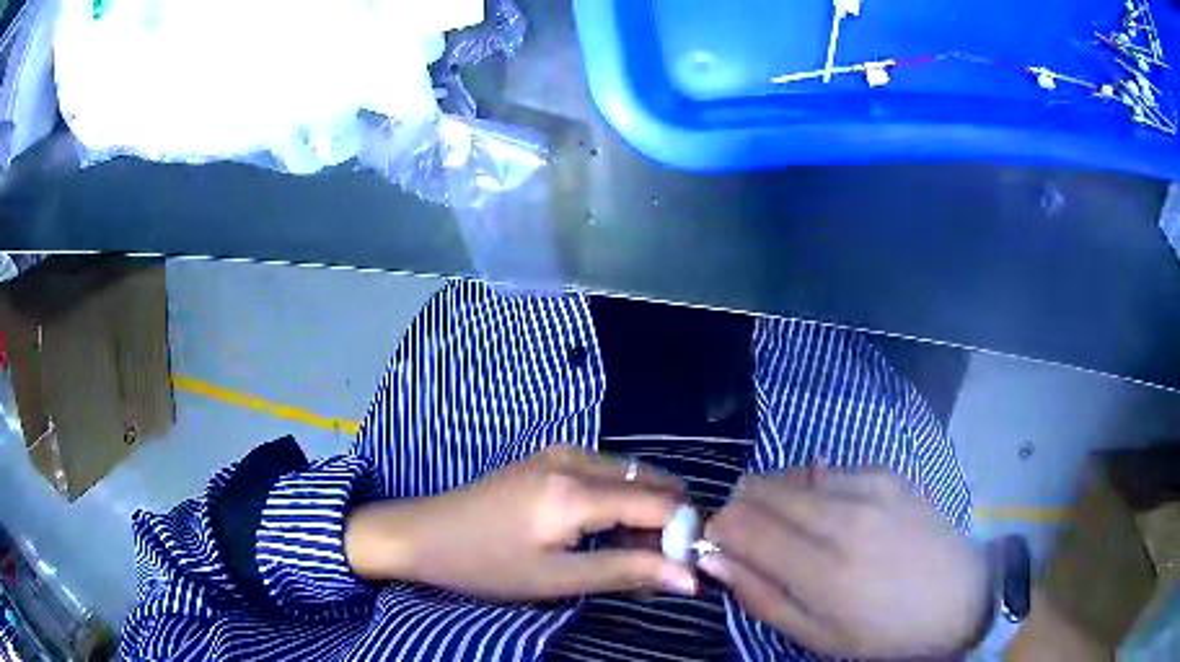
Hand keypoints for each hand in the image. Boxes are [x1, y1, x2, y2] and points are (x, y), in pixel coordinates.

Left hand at [344, 445, 697, 599]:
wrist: (424, 533)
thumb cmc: (486, 564)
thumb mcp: (556, 579)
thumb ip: (625, 571)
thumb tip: (689, 577)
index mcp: (576, 491)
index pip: (661, 504)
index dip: (682, 534)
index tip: (684, 568)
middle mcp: (576, 458)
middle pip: (652, 483)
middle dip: (664, 524)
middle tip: (652, 567)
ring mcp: (561, 451)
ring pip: (632, 477)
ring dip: (642, 514)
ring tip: (626, 556)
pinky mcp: (550, 455)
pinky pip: (607, 473)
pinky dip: (619, 502)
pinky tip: (602, 532)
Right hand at [701, 469, 989, 658]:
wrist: (959, 597)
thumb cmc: (884, 632)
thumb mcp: (816, 637)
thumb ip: (762, 597)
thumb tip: (716, 560)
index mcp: (822, 571)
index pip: (741, 525)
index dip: (717, 530)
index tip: (720, 545)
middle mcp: (843, 517)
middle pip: (760, 488)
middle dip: (741, 509)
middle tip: (754, 538)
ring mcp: (869, 486)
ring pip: (790, 474)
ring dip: (777, 499)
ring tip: (796, 531)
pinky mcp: (887, 472)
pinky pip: (827, 471)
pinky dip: (813, 491)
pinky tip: (833, 517)